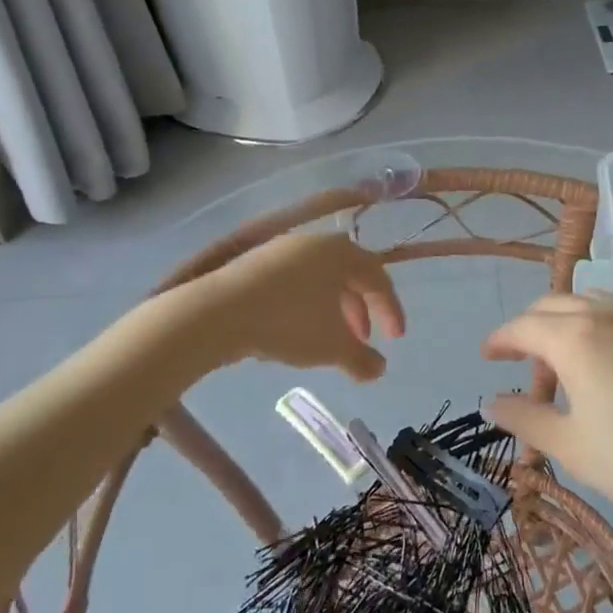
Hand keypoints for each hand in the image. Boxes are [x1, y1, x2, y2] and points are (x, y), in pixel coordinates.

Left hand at [197, 233, 404, 380]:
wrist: (217, 312)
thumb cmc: (289, 322)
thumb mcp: (333, 347)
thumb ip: (362, 359)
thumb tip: (379, 370)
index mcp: (341, 253)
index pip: (378, 277)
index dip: (391, 309)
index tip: (395, 339)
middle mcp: (314, 243)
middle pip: (348, 276)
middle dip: (359, 311)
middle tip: (359, 343)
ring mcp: (281, 250)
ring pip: (318, 280)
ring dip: (331, 311)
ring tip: (326, 342)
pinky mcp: (253, 264)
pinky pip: (291, 284)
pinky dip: (303, 306)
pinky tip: (292, 333)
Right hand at [483, 293, 612, 547]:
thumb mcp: (570, 446)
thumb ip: (524, 417)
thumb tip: (491, 401)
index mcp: (576, 337)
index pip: (524, 326)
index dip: (500, 340)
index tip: (486, 358)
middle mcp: (606, 314)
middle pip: (553, 305)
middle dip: (528, 329)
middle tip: (519, 367)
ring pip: (586, 302)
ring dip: (562, 323)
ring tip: (561, 366)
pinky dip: (593, 325)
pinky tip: (599, 364)